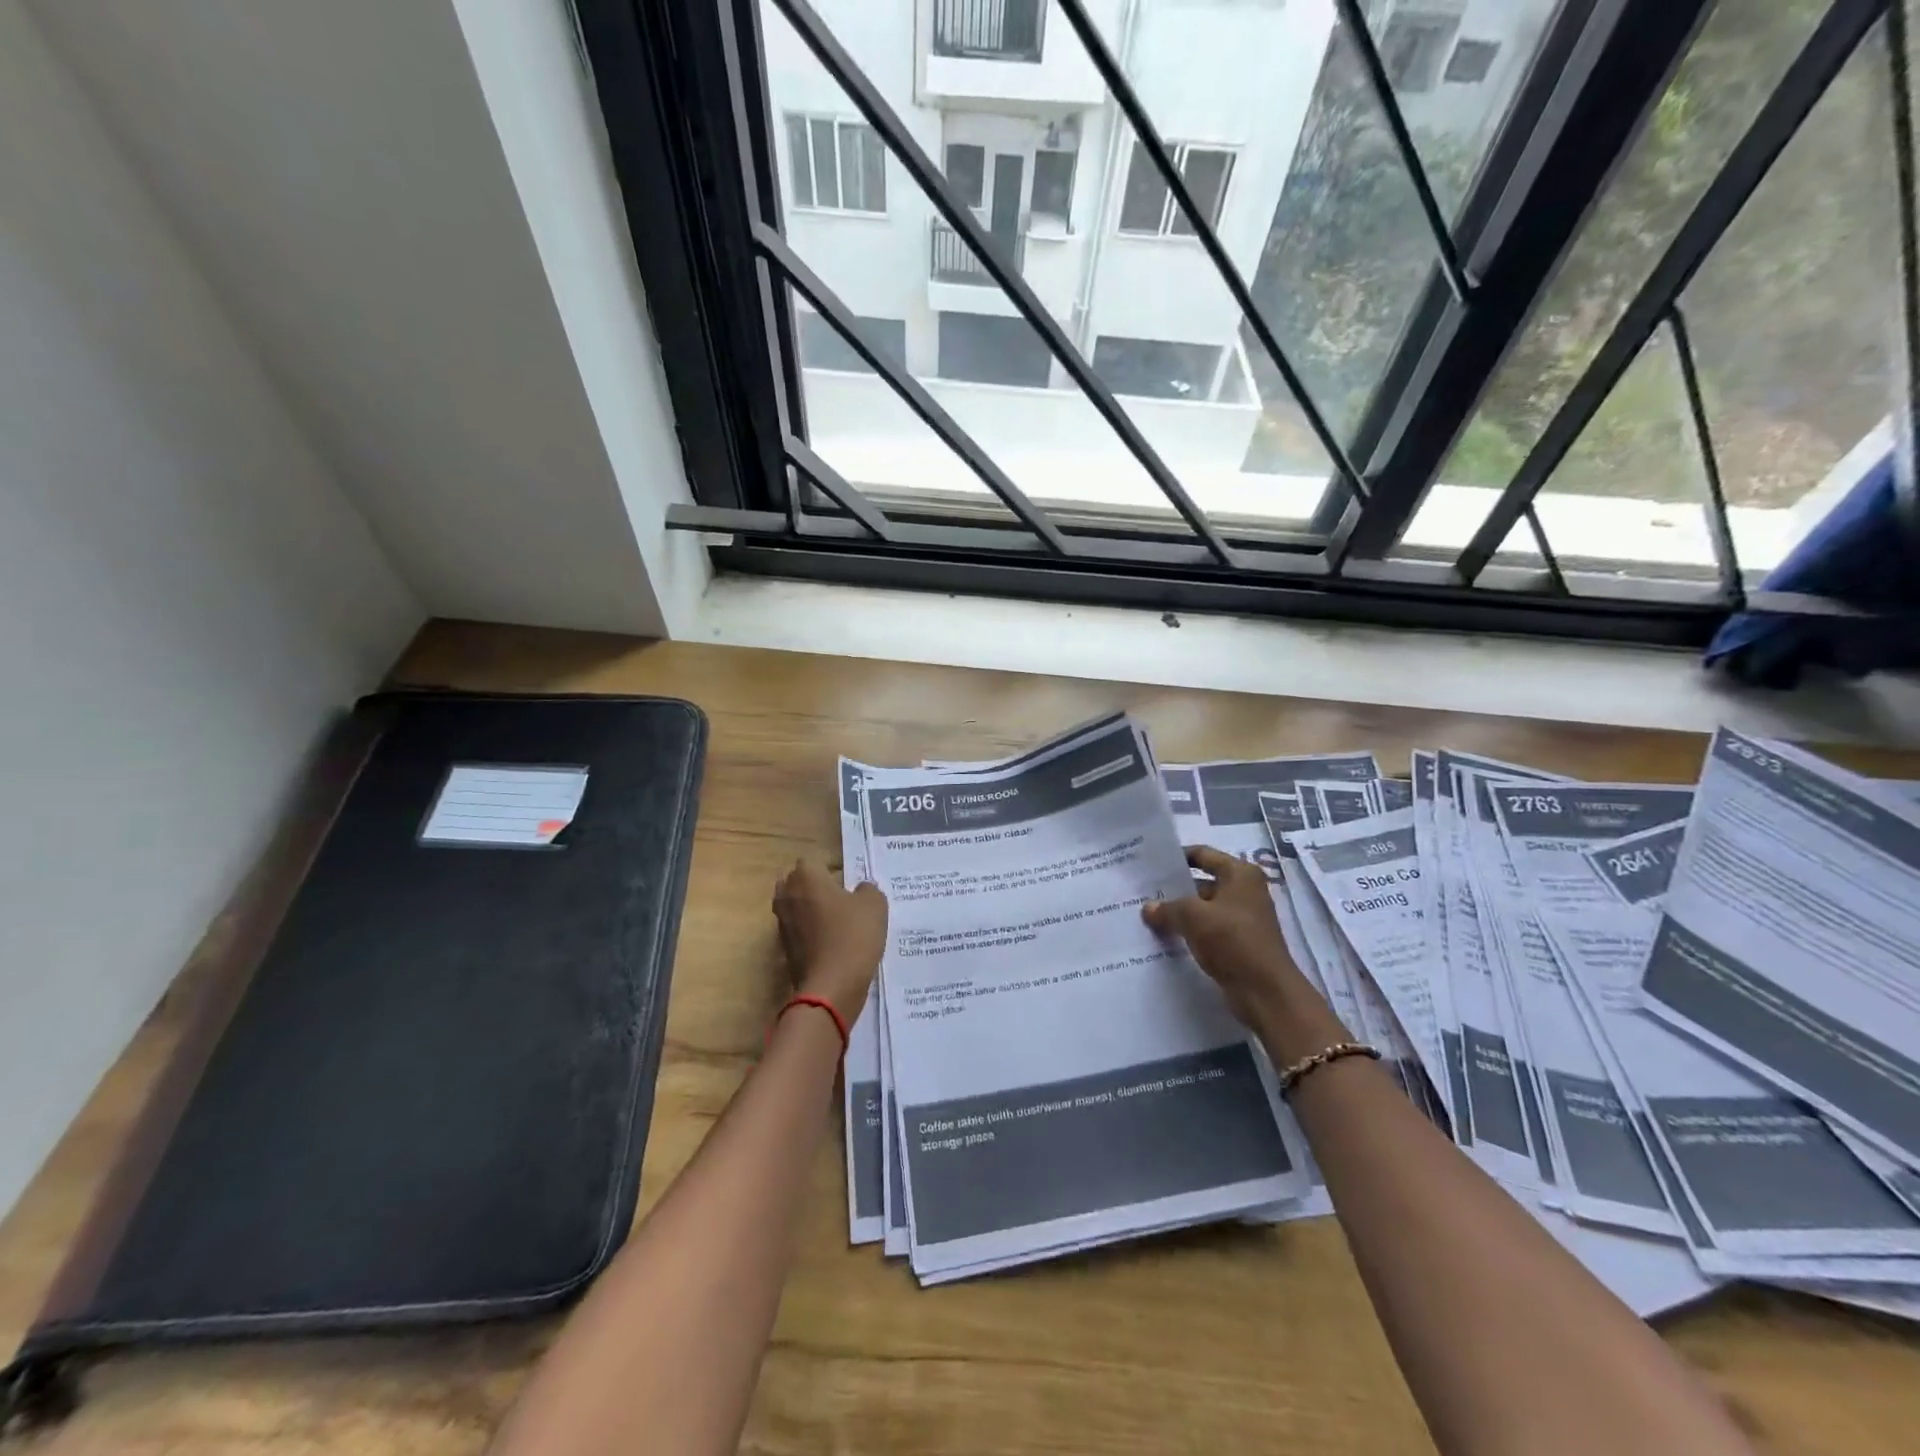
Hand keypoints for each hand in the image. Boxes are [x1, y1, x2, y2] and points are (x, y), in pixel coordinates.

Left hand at [773, 860, 887, 1021]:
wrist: (831, 987)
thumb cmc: (853, 936)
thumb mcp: (874, 905)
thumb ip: (868, 889)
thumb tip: (860, 890)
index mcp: (805, 877)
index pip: (812, 861)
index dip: (831, 868)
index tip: (849, 881)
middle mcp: (787, 896)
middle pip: (797, 882)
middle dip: (814, 886)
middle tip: (841, 897)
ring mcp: (782, 924)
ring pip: (795, 906)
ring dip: (811, 909)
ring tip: (838, 920)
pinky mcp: (784, 948)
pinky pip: (798, 930)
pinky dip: (810, 932)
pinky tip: (832, 941)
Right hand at [1143, 846, 1324, 1033]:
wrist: (1265, 992)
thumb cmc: (1233, 941)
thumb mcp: (1194, 918)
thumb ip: (1168, 909)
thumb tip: (1148, 908)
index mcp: (1240, 874)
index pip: (1203, 854)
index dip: (1177, 857)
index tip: (1151, 863)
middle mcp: (1244, 891)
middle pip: (1202, 882)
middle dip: (1174, 888)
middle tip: (1142, 891)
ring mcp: (1242, 918)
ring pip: (1203, 908)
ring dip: (1179, 912)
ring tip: (1147, 914)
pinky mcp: (1238, 943)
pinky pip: (1207, 929)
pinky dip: (1188, 931)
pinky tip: (1164, 936)